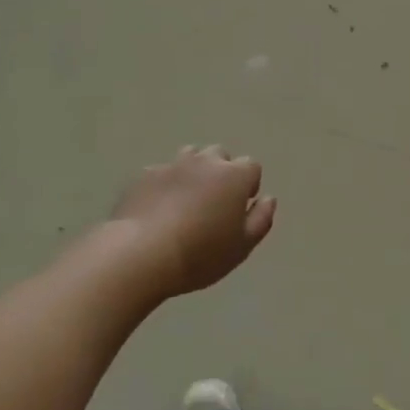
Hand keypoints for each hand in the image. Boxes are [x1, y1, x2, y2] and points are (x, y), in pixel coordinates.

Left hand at [109, 146, 276, 298]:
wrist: (141, 253)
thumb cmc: (200, 254)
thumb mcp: (242, 247)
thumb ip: (261, 219)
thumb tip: (268, 199)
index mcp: (234, 176)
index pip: (251, 166)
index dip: (248, 185)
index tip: (240, 207)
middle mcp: (205, 162)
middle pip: (220, 155)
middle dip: (221, 173)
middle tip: (213, 204)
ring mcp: (172, 165)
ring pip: (190, 157)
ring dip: (193, 172)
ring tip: (186, 201)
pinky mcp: (144, 174)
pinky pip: (162, 172)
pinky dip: (165, 184)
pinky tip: (157, 209)